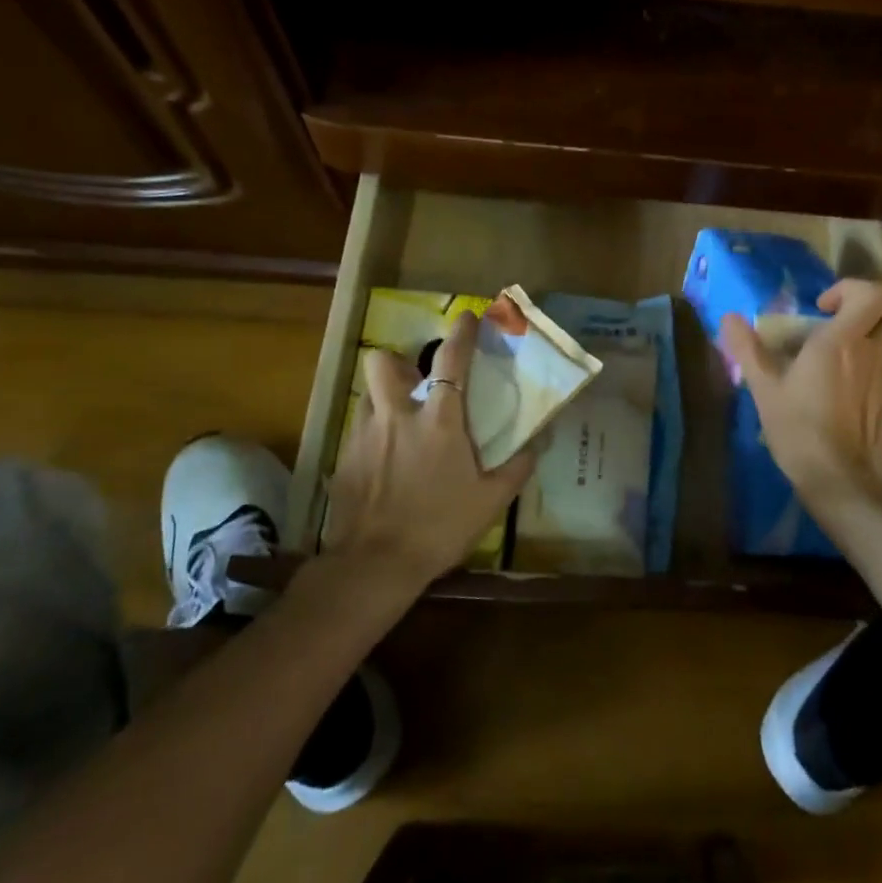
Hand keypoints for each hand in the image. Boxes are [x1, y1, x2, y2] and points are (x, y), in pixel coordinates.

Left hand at [323, 311, 532, 585]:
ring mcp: (364, 436)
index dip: (461, 334)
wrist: (375, 565)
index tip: (466, 317)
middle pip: (382, 363)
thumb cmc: (440, 527)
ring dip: (384, 400)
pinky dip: (374, 436)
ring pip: (367, 396)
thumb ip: (517, 468)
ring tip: (400, 425)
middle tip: (414, 382)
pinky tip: (385, 465)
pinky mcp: (344, 460)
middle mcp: (397, 417)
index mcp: (439, 421)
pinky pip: (359, 432)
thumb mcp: (491, 501)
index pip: (450, 361)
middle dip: (396, 362)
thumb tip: (537, 444)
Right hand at [720, 279, 881, 511]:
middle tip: (855, 324)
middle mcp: (878, 352)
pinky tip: (870, 395)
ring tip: (869, 352)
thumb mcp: (764, 389)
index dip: (852, 289)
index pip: (873, 292)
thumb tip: (728, 318)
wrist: (843, 483)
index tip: (825, 309)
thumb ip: (748, 349)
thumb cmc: (799, 430)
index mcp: (843, 341)